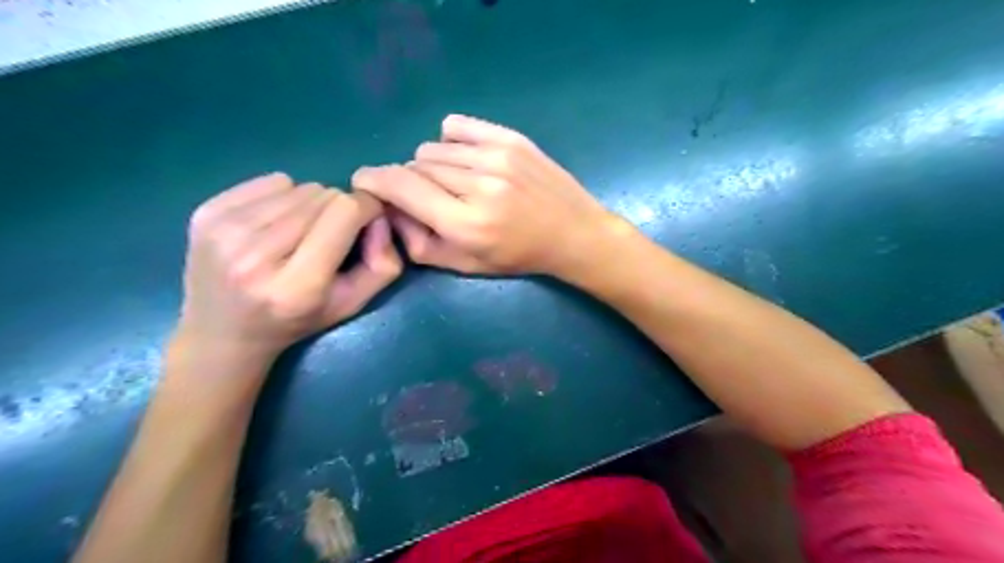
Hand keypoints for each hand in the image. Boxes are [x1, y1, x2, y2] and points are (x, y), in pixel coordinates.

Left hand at [173, 171, 402, 364]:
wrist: (222, 335)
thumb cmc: (296, 322)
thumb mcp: (353, 304)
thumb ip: (383, 265)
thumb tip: (380, 216)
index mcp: (298, 285)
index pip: (345, 212)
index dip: (367, 208)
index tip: (369, 221)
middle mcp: (256, 255)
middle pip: (324, 195)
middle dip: (339, 210)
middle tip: (331, 236)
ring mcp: (224, 231)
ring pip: (299, 186)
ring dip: (311, 204)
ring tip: (301, 234)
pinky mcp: (205, 213)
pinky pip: (270, 181)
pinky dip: (283, 196)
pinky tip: (274, 225)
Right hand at [349, 114, 625, 278]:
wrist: (572, 233)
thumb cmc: (518, 256)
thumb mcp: (465, 265)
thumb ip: (419, 244)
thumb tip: (389, 209)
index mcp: (466, 223)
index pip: (401, 186)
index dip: (373, 180)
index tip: (364, 181)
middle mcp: (479, 185)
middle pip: (415, 165)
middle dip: (411, 182)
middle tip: (430, 198)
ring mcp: (497, 156)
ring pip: (433, 148)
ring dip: (433, 166)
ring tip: (456, 184)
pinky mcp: (511, 138)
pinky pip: (456, 127)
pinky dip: (450, 143)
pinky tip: (465, 160)